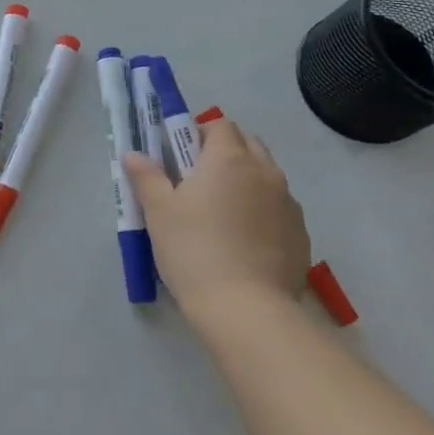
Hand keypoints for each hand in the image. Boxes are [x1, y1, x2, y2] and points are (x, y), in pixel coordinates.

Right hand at [124, 116, 311, 324]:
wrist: (246, 309)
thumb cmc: (194, 250)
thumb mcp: (159, 212)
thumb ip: (146, 177)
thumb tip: (133, 154)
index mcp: (229, 158)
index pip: (220, 125)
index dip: (199, 134)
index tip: (181, 157)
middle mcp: (265, 171)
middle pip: (248, 144)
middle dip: (225, 152)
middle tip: (198, 181)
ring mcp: (288, 203)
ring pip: (266, 176)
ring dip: (246, 181)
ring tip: (222, 215)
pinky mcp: (301, 233)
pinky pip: (279, 208)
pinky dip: (263, 211)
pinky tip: (244, 241)